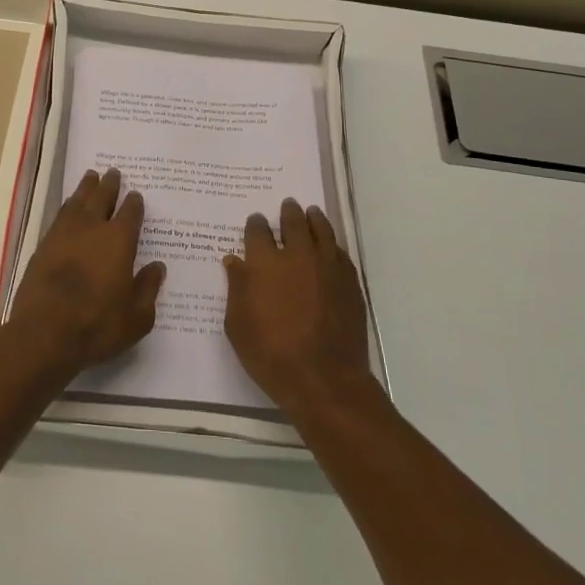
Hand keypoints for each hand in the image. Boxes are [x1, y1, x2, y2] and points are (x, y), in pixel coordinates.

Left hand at [10, 168, 165, 379]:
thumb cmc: (97, 326)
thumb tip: (157, 267)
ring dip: (86, 188)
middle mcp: (91, 229)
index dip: (134, 203)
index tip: (136, 195)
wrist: (44, 334)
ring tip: (91, 177)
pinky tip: (69, 207)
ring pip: (77, 202)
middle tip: (113, 172)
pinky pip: (59, 216)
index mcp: (119, 241)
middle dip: (109, 185)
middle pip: (101, 198)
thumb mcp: (137, 317)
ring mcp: (63, 235)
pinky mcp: (43, 246)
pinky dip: (67, 206)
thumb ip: (148, 288)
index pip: (130, 213)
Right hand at [224, 199, 372, 416]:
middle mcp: (297, 256)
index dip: (256, 224)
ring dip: (314, 219)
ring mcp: (327, 267)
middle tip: (288, 205)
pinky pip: (340, 253)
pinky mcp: (350, 282)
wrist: (324, 378)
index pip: (258, 232)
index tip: (256, 220)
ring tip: (311, 212)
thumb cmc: (271, 354)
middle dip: (288, 213)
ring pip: (321, 231)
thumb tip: (234, 261)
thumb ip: (237, 288)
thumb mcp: (238, 325)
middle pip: (293, 223)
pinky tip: (330, 246)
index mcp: (265, 263)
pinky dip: (332, 244)